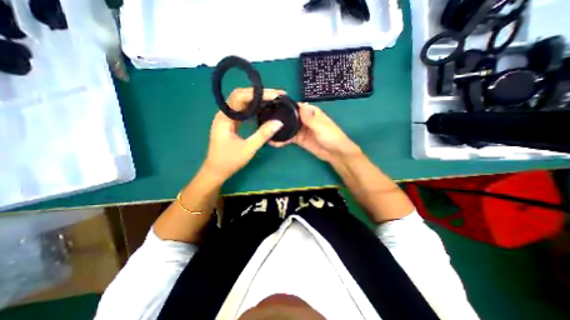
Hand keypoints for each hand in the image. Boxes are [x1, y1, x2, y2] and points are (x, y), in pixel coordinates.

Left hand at [203, 89, 285, 181]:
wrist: (215, 171)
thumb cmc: (229, 161)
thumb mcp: (248, 148)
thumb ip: (263, 134)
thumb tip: (279, 122)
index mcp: (225, 118)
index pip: (241, 96)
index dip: (259, 93)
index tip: (275, 95)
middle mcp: (224, 114)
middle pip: (241, 96)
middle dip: (259, 93)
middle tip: (276, 95)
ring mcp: (226, 119)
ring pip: (242, 102)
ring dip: (256, 99)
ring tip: (272, 99)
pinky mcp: (230, 124)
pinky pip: (242, 111)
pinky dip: (253, 108)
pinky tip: (262, 109)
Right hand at [272, 103, 359, 162]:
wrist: (335, 153)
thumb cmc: (331, 137)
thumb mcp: (321, 127)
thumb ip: (310, 118)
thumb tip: (301, 105)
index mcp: (311, 113)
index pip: (297, 106)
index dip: (286, 106)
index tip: (273, 107)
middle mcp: (305, 120)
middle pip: (290, 117)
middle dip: (280, 119)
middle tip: (266, 121)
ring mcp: (302, 130)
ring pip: (289, 128)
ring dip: (280, 130)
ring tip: (268, 132)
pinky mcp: (300, 139)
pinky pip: (290, 138)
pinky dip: (283, 139)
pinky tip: (274, 141)